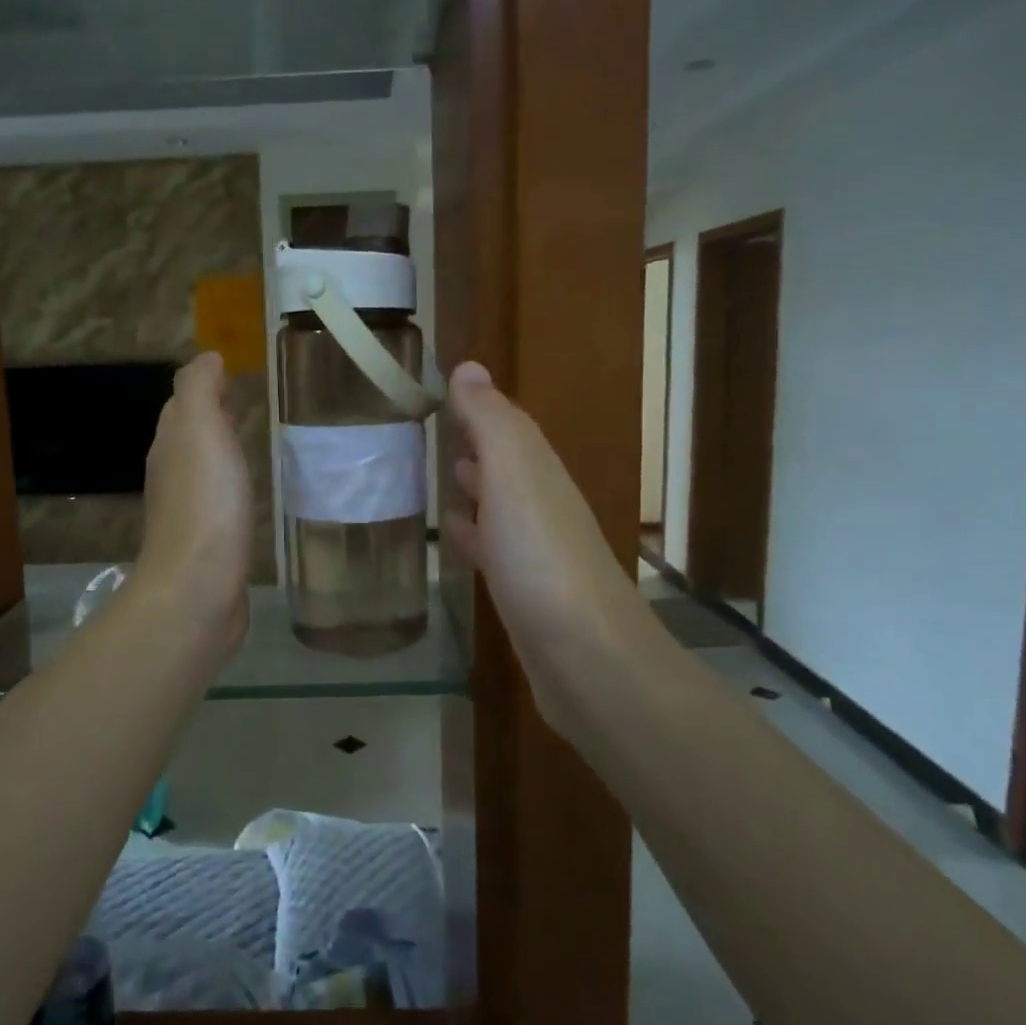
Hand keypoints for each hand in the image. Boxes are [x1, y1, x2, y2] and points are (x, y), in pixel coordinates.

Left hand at [135, 353, 253, 655]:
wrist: (198, 588)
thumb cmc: (205, 503)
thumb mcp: (200, 430)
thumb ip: (199, 389)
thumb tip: (207, 357)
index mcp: (170, 444)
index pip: (182, 404)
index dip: (204, 388)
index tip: (235, 377)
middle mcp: (172, 474)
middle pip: (189, 435)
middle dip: (212, 418)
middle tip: (248, 405)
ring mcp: (188, 512)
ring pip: (203, 469)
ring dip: (221, 453)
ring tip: (253, 444)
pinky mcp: (208, 544)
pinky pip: (218, 502)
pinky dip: (230, 488)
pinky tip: (250, 495)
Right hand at [444, 362, 645, 734]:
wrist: (587, 658)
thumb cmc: (542, 558)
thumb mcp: (514, 475)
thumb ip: (490, 422)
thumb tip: (468, 366)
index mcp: (539, 473)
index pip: (507, 427)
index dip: (479, 408)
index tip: (443, 392)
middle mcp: (542, 506)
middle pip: (508, 464)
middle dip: (478, 445)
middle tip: (438, 429)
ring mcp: (535, 552)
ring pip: (501, 505)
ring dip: (477, 486)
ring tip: (443, 473)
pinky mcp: (524, 593)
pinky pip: (492, 548)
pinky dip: (473, 533)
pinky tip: (454, 536)